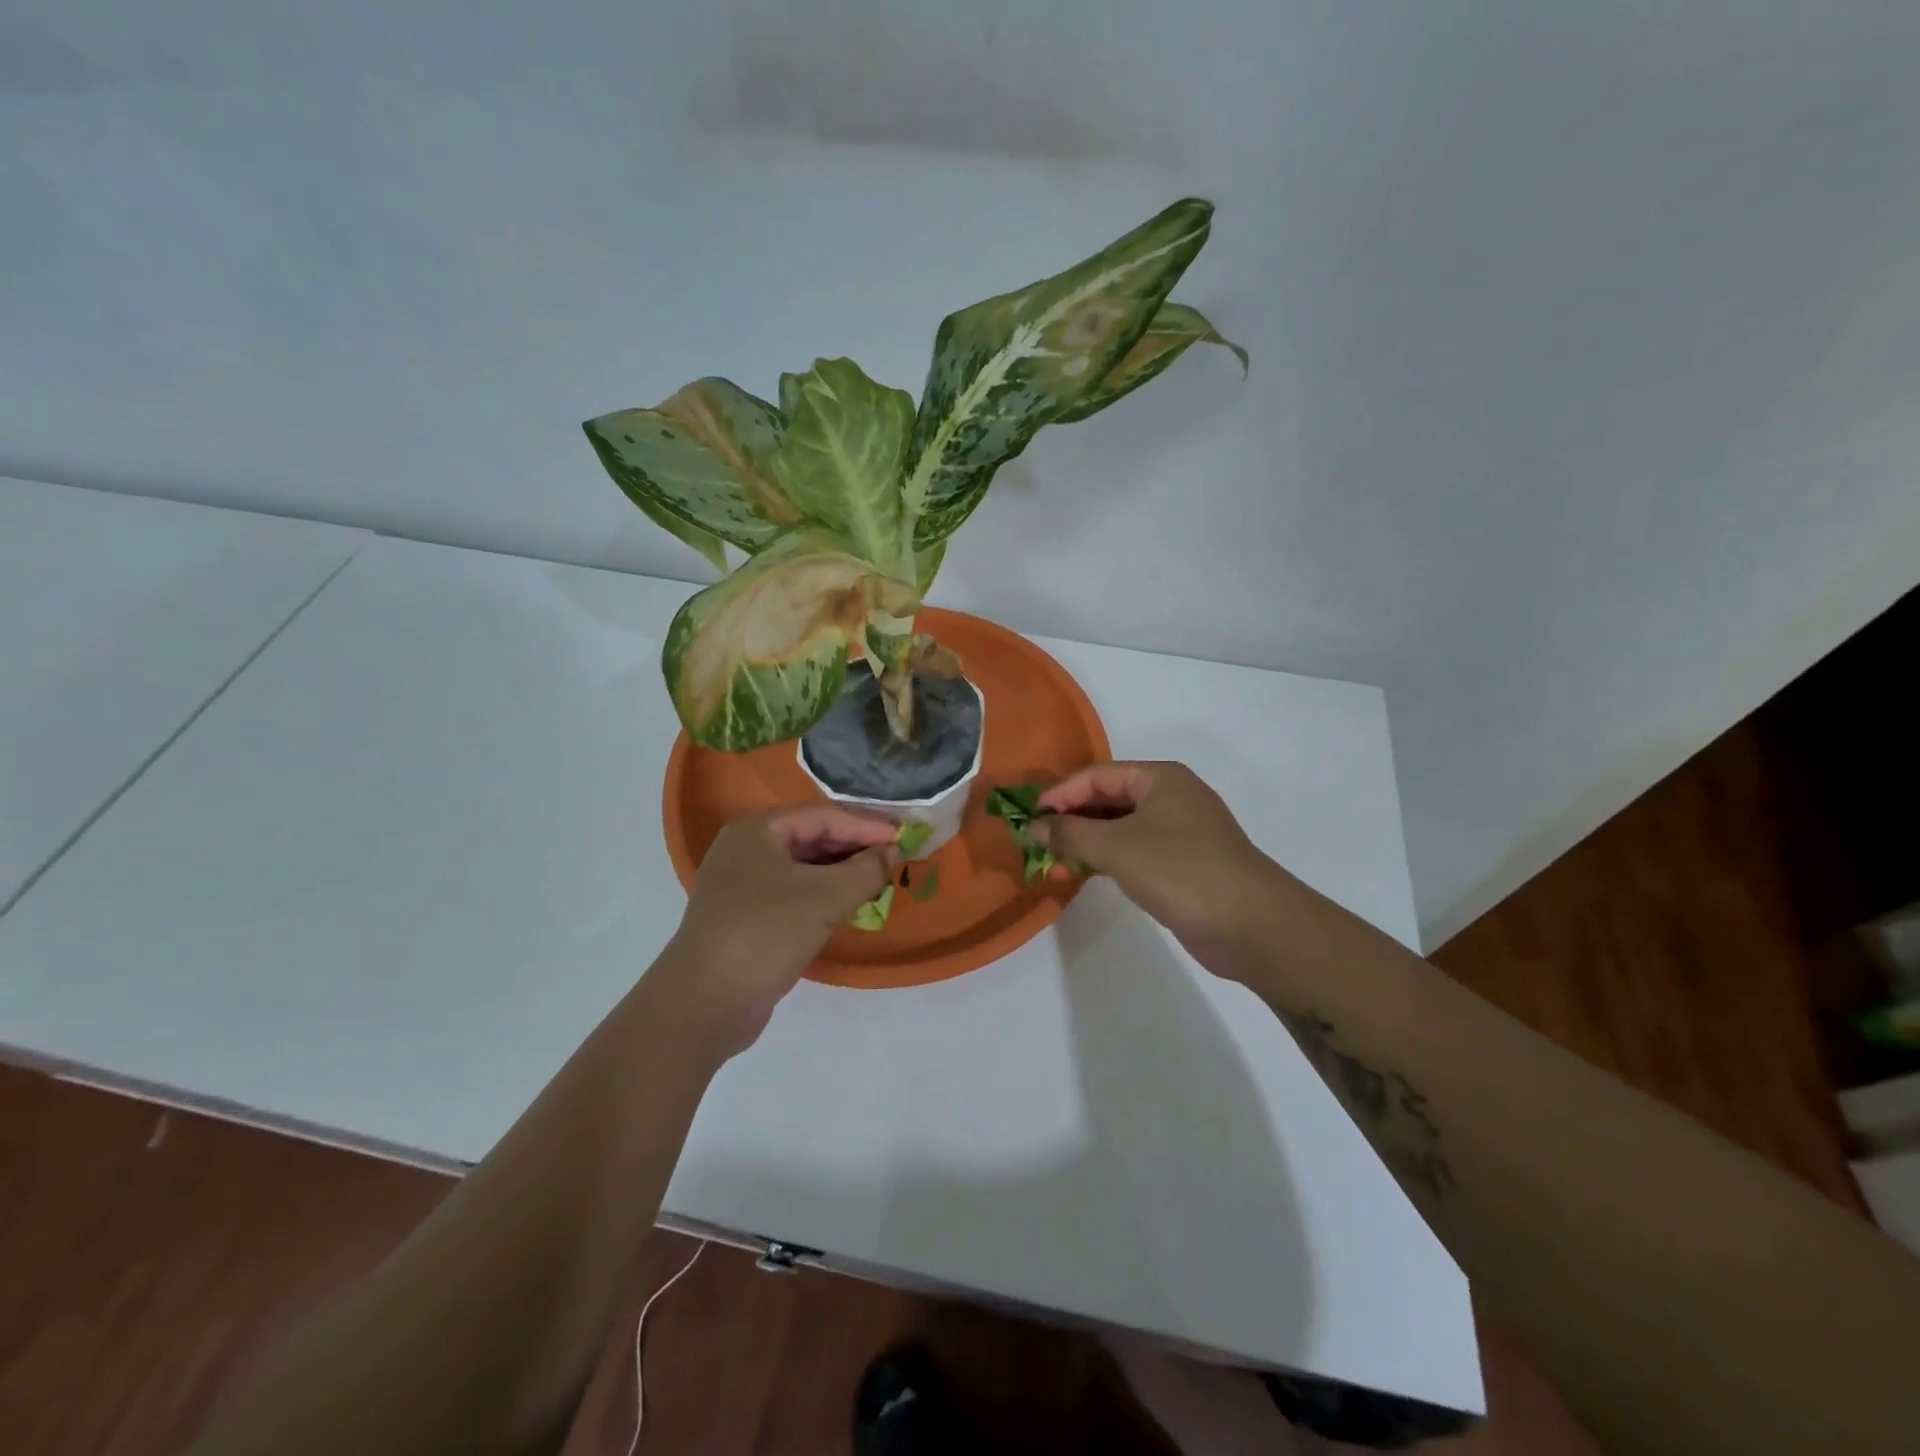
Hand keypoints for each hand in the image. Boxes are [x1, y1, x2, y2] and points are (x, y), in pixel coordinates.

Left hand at [656, 806, 898, 1053]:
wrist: (703, 1004)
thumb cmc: (766, 934)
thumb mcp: (825, 898)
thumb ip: (866, 871)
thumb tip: (893, 852)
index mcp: (757, 830)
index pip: (824, 816)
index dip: (867, 826)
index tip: (905, 838)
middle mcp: (746, 849)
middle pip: (812, 838)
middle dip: (855, 849)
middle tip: (896, 859)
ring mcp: (742, 885)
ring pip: (804, 868)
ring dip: (842, 874)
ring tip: (880, 881)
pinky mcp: (746, 917)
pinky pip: (794, 894)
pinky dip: (824, 896)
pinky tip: (850, 906)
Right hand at [1031, 762, 1268, 949]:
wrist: (1251, 924)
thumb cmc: (1180, 870)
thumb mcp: (1117, 847)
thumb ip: (1070, 832)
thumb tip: (1034, 825)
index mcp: (1159, 778)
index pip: (1096, 775)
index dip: (1060, 795)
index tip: (1029, 820)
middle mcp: (1169, 797)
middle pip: (1106, 800)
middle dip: (1070, 821)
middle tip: (1036, 846)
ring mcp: (1178, 832)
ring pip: (1118, 829)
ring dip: (1084, 844)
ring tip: (1053, 866)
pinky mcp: (1180, 864)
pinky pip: (1132, 852)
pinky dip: (1105, 861)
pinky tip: (1082, 875)